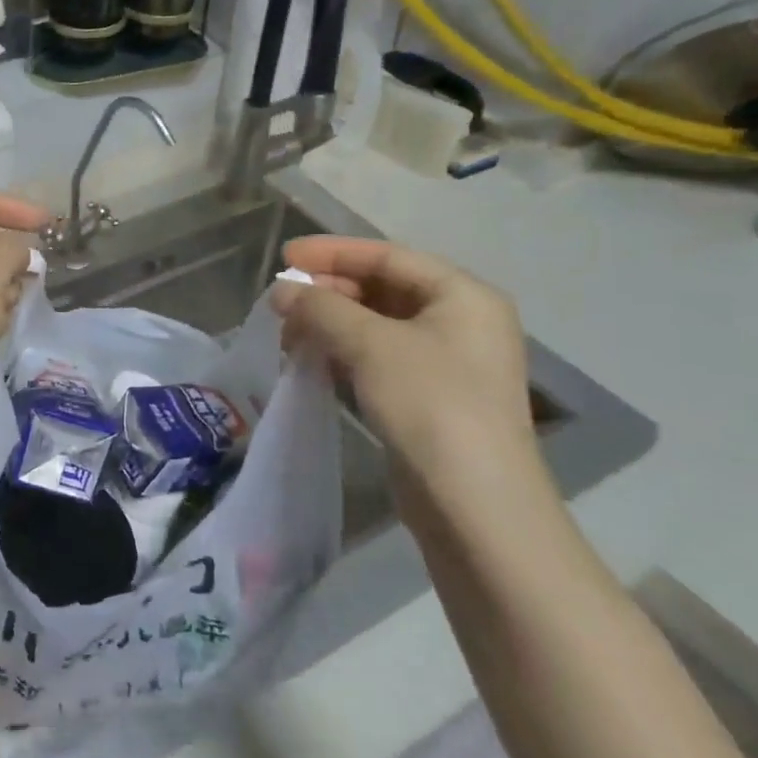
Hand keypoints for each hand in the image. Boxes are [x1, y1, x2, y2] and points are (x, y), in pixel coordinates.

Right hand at [272, 236, 540, 494]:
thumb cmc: (430, 404)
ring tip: (288, 333)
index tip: (284, 256)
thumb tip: (282, 290)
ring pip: (377, 325)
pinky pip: (379, 357)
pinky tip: (312, 359)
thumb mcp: (370, 345)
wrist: (475, 504)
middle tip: (282, 301)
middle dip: (329, 291)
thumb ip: (321, 308)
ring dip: (331, 322)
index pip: (388, 256)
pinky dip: (343, 351)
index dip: (333, 252)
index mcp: (462, 296)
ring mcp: (447, 362)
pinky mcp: (429, 396)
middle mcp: (461, 321)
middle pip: (383, 288)